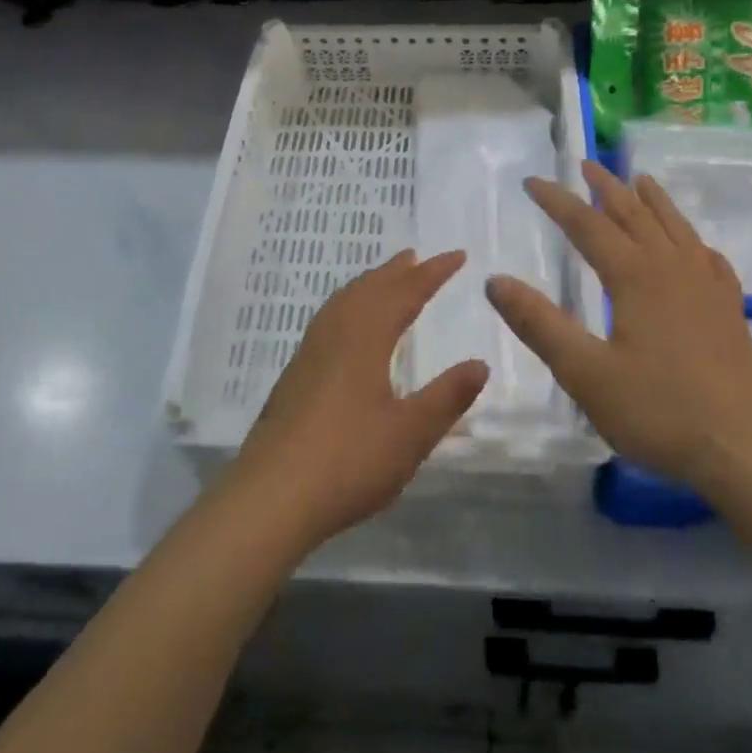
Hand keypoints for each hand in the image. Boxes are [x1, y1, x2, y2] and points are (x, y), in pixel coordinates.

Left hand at [226, 250, 488, 552]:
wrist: (271, 496)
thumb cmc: (349, 461)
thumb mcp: (411, 433)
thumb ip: (447, 397)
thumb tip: (480, 363)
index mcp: (364, 340)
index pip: (405, 293)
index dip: (432, 273)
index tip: (458, 256)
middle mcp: (334, 336)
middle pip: (368, 290)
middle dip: (396, 272)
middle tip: (417, 257)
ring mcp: (309, 355)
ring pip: (342, 303)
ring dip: (368, 285)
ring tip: (384, 280)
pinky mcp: (294, 376)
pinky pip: (328, 320)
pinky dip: (348, 306)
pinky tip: (347, 329)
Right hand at [485, 161, 751, 506]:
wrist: (751, 450)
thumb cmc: (661, 412)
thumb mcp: (586, 374)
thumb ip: (539, 325)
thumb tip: (494, 281)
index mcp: (636, 277)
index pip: (588, 225)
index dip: (557, 201)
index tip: (532, 181)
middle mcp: (673, 268)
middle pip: (635, 214)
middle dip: (606, 188)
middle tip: (586, 165)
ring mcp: (708, 287)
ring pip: (675, 228)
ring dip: (652, 201)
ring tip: (639, 180)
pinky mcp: (730, 310)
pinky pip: (707, 257)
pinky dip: (691, 239)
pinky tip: (694, 246)